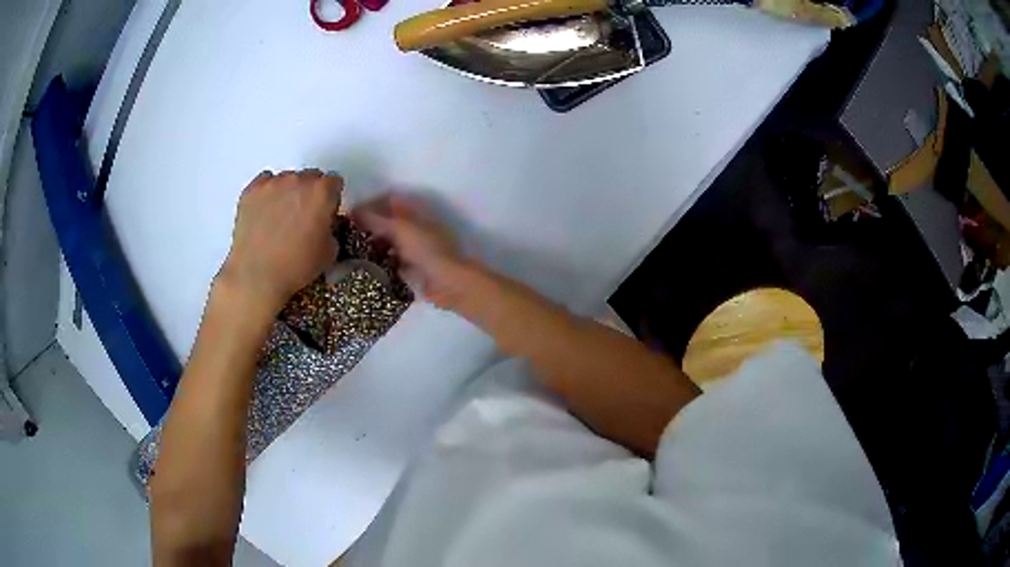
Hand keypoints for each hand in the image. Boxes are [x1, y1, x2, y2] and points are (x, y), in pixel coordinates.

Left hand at [218, 170, 341, 314]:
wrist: (257, 276)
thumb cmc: (296, 267)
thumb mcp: (330, 253)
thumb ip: (331, 229)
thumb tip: (324, 225)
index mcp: (322, 192)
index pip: (334, 182)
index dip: (331, 198)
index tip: (326, 212)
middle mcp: (298, 180)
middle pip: (310, 177)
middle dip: (310, 193)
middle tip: (303, 217)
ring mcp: (273, 183)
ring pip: (287, 179)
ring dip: (288, 192)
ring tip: (280, 217)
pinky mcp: (251, 191)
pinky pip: (264, 182)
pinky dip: (267, 193)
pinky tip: (265, 212)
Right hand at [352, 195, 467, 307]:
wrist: (448, 283)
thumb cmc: (426, 250)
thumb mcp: (399, 229)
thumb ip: (376, 219)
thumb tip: (353, 211)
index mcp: (416, 212)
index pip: (389, 200)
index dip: (370, 204)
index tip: (350, 213)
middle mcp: (415, 226)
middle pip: (388, 220)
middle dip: (369, 225)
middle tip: (346, 233)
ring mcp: (415, 247)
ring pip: (389, 241)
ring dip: (373, 243)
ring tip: (351, 249)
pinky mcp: (413, 267)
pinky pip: (392, 261)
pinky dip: (380, 261)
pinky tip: (365, 267)